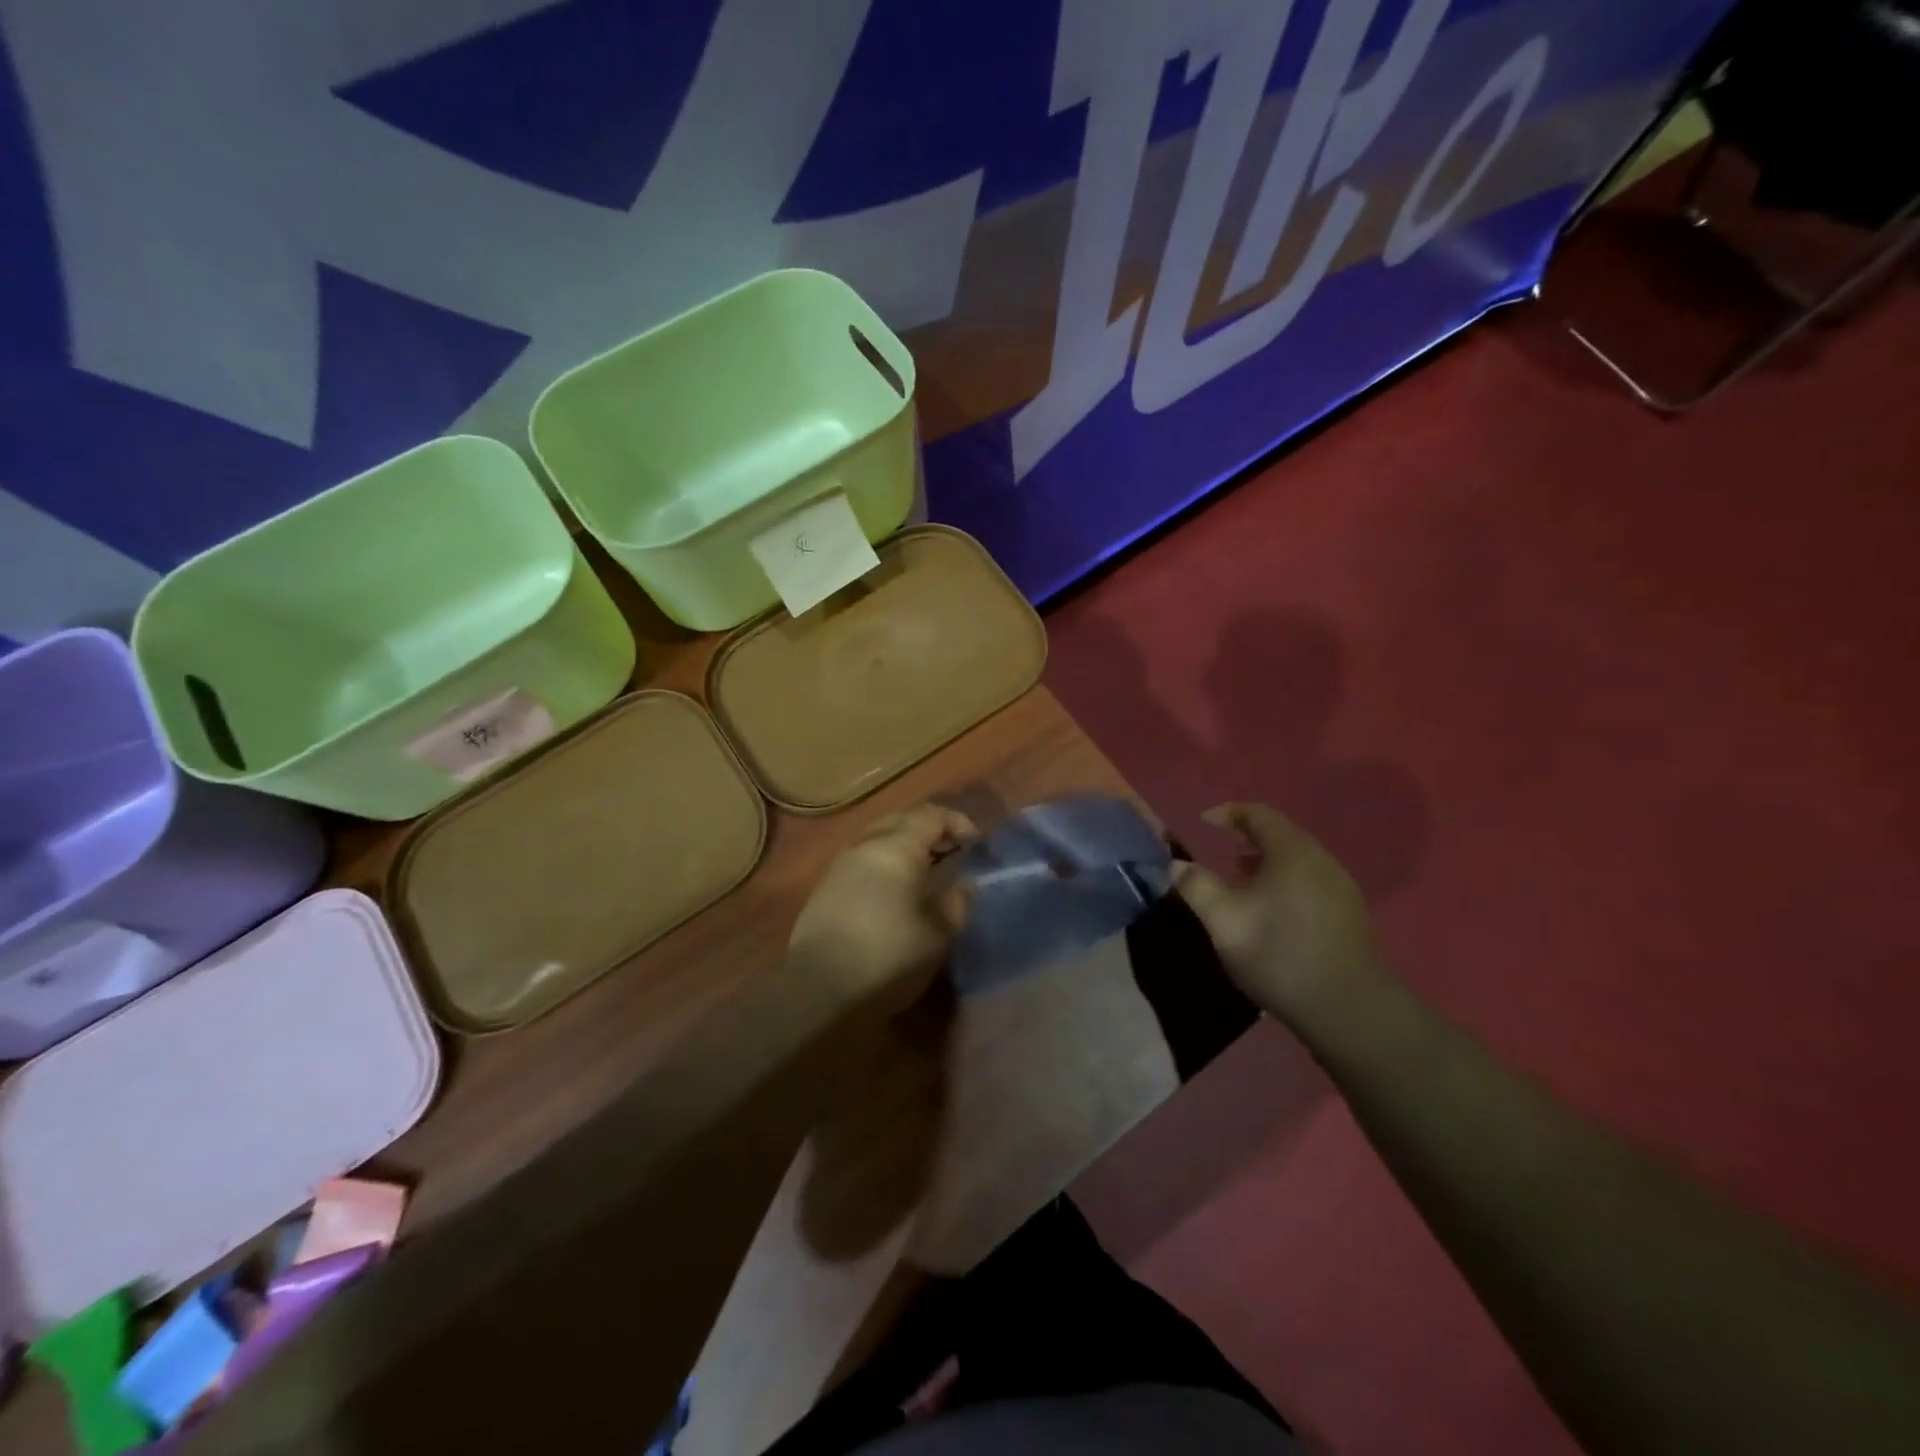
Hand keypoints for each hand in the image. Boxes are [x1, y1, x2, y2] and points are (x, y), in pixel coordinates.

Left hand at [789, 804, 976, 1008]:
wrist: (820, 991)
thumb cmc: (890, 957)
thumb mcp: (939, 934)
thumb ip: (957, 901)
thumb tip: (964, 883)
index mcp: (896, 847)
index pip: (932, 815)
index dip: (958, 822)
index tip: (977, 842)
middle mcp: (865, 845)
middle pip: (902, 820)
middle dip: (930, 831)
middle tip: (953, 853)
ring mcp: (840, 864)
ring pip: (879, 838)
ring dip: (905, 846)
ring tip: (927, 873)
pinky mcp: (826, 887)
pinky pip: (863, 859)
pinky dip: (885, 863)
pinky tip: (896, 891)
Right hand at [1174, 803, 1379, 1020]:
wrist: (1346, 1009)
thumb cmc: (1277, 954)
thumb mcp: (1224, 921)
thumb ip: (1197, 886)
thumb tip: (1176, 864)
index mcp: (1292, 852)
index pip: (1259, 814)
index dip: (1228, 813)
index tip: (1203, 823)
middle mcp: (1322, 860)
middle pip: (1281, 834)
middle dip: (1247, 838)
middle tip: (1220, 855)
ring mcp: (1341, 886)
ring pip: (1298, 859)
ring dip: (1266, 862)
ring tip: (1241, 883)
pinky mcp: (1350, 913)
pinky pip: (1311, 880)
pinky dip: (1285, 881)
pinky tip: (1272, 910)